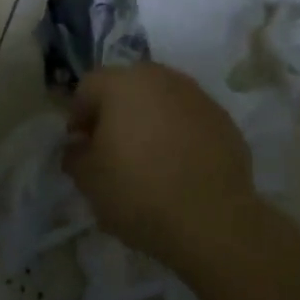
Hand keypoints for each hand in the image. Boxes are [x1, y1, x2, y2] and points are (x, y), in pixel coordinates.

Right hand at [63, 63, 258, 269]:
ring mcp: (198, 97)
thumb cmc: (138, 192)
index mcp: (122, 84)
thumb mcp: (88, 180)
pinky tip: (178, 167)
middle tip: (111, 150)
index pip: (88, 87)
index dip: (78, 117)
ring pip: (161, 101)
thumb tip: (78, 146)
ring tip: (147, 159)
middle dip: (115, 114)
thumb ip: (75, 155)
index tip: (80, 147)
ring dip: (149, 122)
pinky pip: (190, 120)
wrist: (212, 220)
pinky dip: (179, 135)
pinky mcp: (225, 121)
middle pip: (127, 88)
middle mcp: (161, 78)